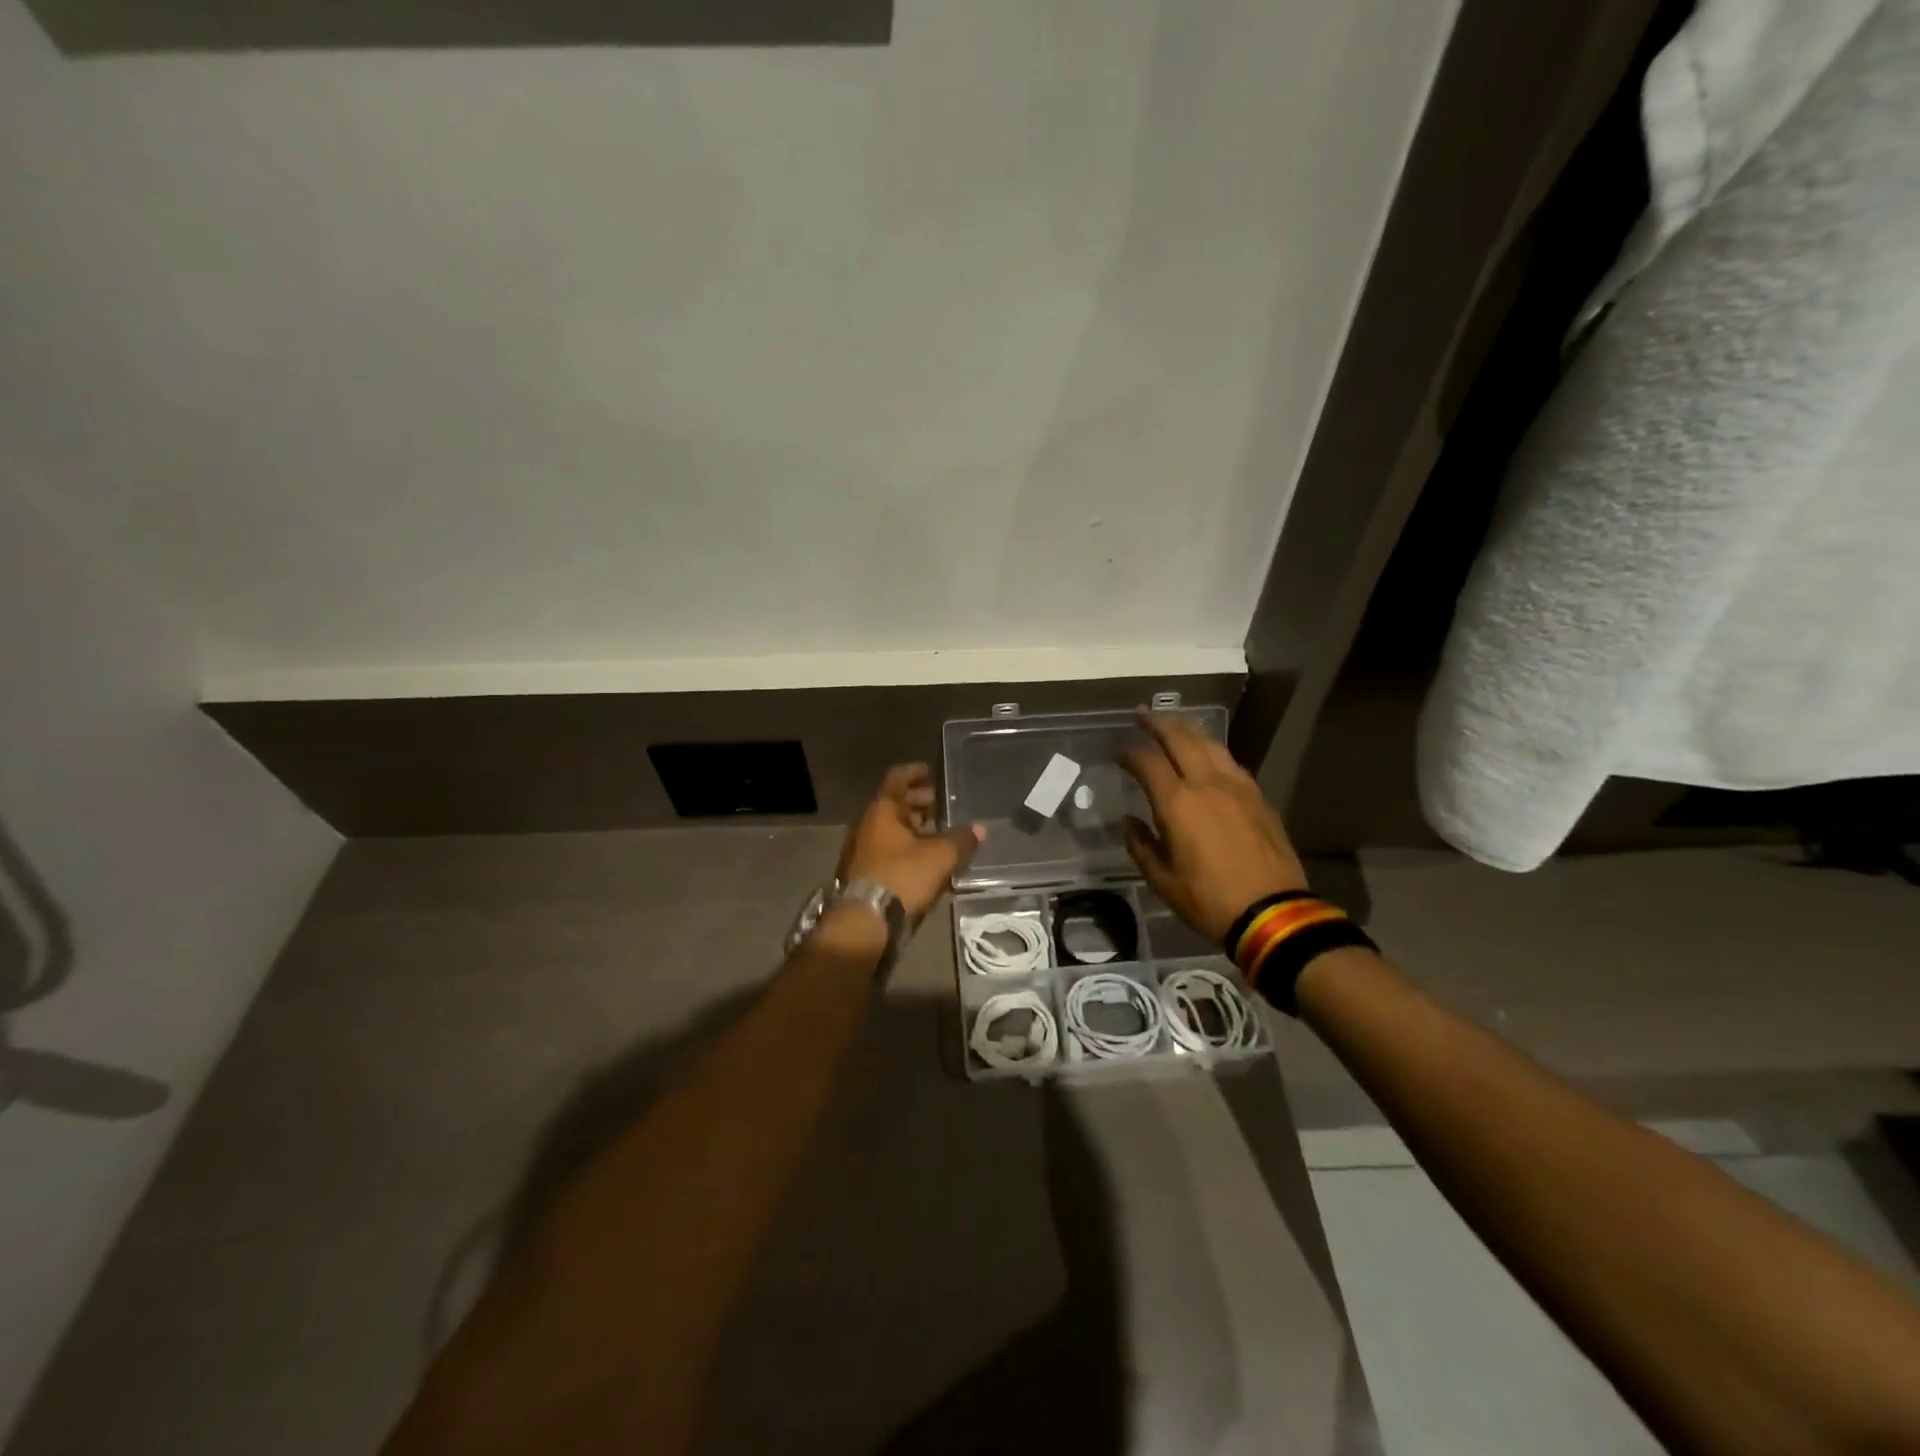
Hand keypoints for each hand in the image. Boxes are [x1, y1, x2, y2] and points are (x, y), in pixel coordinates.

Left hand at [837, 764, 984, 922]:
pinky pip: (888, 851)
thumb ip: (960, 840)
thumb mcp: (939, 856)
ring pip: (891, 830)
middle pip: (894, 804)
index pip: (897, 778)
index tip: (933, 771)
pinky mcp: (864, 873)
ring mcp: (863, 850)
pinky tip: (927, 859)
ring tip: (940, 832)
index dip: (916, 772)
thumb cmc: (901, 877)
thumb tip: (979, 829)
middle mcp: (867, 825)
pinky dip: (907, 848)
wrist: (864, 921)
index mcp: (881, 810)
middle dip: (919, 802)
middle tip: (943, 804)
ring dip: (914, 827)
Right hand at [1118, 712, 1308, 941]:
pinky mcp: (1257, 796)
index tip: (1117, 749)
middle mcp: (1206, 783)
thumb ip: (1141, 846)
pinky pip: (1230, 761)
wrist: (1272, 912)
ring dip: (1187, 729)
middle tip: (1142, 715)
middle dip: (1158, 724)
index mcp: (1177, 803)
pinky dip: (1212, 749)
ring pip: (1210, 743)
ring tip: (1174, 723)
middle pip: (1180, 739)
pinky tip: (1208, 752)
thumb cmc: (1208, 899)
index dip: (1129, 752)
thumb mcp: (1162, 880)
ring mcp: (1236, 787)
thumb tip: (1129, 823)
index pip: (1147, 762)